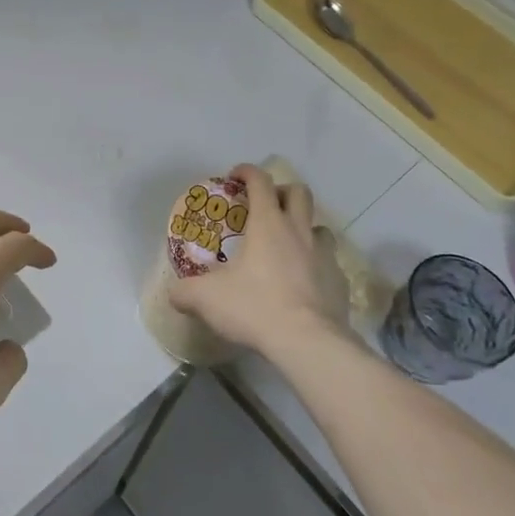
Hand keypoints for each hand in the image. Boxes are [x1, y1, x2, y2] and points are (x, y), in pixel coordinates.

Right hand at [169, 163, 347, 361]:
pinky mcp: (340, 282)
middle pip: (299, 193)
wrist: (308, 344)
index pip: (260, 181)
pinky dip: (317, 265)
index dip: (247, 172)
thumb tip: (174, 294)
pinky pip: (330, 263)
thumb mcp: (207, 299)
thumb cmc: (255, 307)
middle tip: (266, 207)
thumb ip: (185, 292)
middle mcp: (299, 231)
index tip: (235, 177)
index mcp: (268, 224)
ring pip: (320, 227)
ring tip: (288, 247)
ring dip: (304, 229)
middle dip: (282, 192)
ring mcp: (324, 256)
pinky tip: (304, 283)